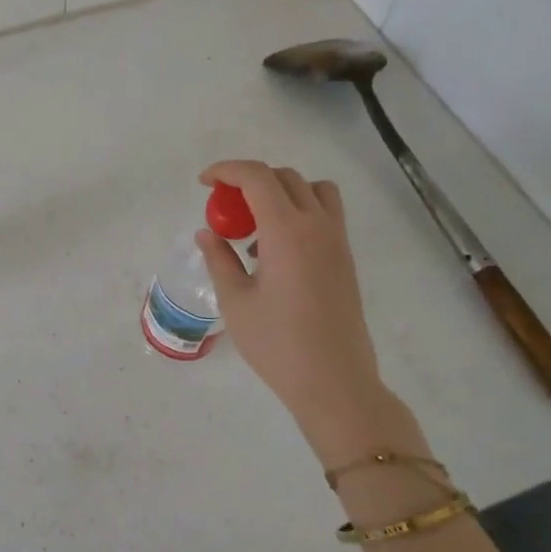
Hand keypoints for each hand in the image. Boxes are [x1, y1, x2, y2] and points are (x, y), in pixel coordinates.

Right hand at [195, 160, 428, 470]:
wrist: (334, 381)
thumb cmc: (277, 344)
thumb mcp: (235, 301)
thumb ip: (219, 259)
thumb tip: (207, 234)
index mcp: (287, 231)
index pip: (257, 177)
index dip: (227, 170)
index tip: (205, 183)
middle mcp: (317, 226)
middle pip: (285, 177)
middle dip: (250, 181)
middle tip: (225, 208)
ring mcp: (337, 241)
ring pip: (313, 190)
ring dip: (281, 192)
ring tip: (255, 226)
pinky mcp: (345, 259)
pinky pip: (325, 214)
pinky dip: (299, 213)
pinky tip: (276, 252)